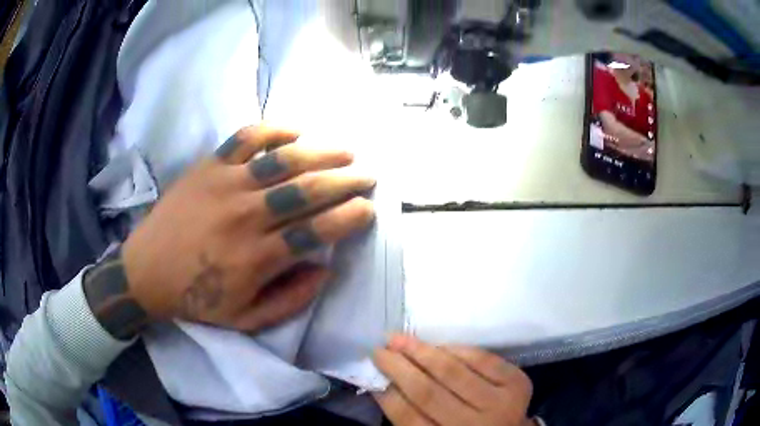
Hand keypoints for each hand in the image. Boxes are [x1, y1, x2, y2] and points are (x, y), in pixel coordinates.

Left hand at [119, 126, 374, 331]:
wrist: (146, 271)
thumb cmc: (196, 299)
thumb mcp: (246, 320)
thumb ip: (291, 300)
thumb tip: (325, 269)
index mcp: (257, 258)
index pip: (318, 230)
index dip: (350, 217)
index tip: (368, 209)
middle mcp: (246, 216)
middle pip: (307, 190)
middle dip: (346, 181)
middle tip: (368, 176)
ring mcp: (226, 185)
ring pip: (283, 160)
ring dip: (321, 153)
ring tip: (346, 152)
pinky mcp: (209, 166)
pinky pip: (246, 138)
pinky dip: (274, 130)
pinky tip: (295, 131)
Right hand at [374, 335, 533, 425]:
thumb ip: (412, 418)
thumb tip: (385, 386)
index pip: (409, 418)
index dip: (388, 395)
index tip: (372, 374)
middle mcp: (473, 425)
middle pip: (429, 393)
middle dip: (399, 368)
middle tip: (379, 350)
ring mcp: (500, 404)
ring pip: (454, 373)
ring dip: (423, 352)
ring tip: (400, 338)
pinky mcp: (518, 384)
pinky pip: (484, 360)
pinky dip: (459, 350)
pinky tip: (439, 345)